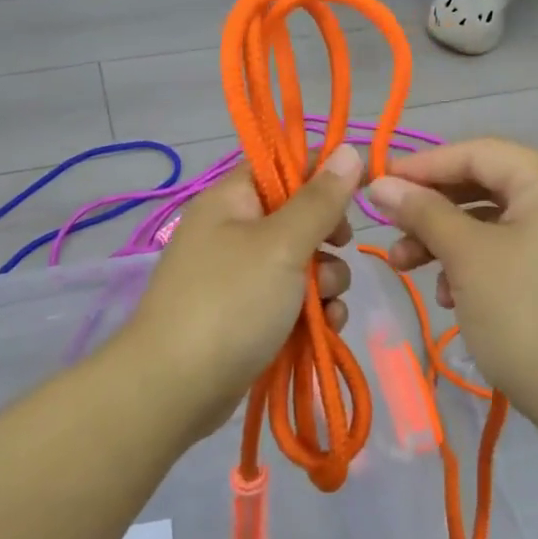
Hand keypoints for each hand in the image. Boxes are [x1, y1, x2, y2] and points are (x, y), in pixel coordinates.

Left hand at [120, 143, 361, 430]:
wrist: (175, 389)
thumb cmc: (231, 302)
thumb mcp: (283, 244)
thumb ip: (321, 200)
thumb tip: (349, 149)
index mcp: (231, 199)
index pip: (282, 164)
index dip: (323, 170)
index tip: (362, 186)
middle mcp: (232, 230)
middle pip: (297, 215)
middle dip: (327, 237)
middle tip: (338, 248)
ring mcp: (238, 276)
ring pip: (300, 262)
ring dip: (325, 280)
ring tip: (325, 305)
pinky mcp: (246, 315)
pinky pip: (290, 300)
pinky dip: (310, 310)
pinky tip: (324, 328)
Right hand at [365, 138, 537, 424]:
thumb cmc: (526, 316)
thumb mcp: (467, 257)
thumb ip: (422, 212)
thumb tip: (379, 184)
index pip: (478, 152)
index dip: (424, 165)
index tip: (378, 184)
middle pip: (485, 185)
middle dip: (431, 209)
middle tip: (389, 229)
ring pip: (492, 221)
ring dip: (445, 240)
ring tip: (405, 267)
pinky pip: (509, 249)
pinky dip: (473, 263)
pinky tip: (447, 296)